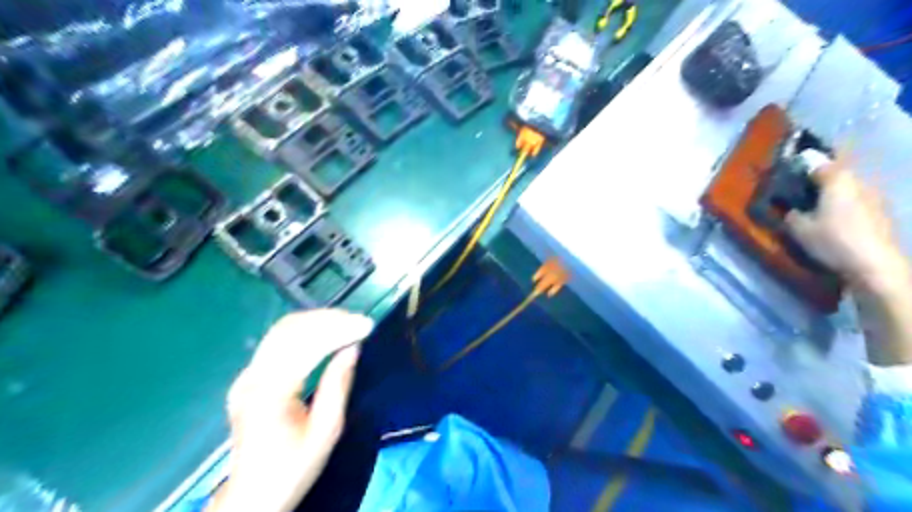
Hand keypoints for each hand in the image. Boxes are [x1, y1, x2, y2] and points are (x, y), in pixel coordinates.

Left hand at [211, 307, 373, 511]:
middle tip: (360, 321)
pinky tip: (324, 331)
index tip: (366, 325)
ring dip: (317, 320)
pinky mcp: (248, 377)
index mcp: (270, 393)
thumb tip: (352, 349)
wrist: (252, 495)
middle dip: (329, 319)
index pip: (306, 344)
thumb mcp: (326, 432)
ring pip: (282, 330)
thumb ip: (338, 386)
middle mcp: (252, 377)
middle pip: (290, 329)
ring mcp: (246, 375)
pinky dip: (304, 330)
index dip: (338, 329)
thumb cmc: (293, 467)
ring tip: (347, 322)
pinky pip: (276, 341)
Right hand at [789, 163, 907, 294]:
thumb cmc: (832, 240)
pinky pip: (859, 203)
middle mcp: (860, 183)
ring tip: (818, 210)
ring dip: (835, 196)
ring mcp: (875, 198)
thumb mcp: (799, 229)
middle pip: (838, 175)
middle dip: (821, 182)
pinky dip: (846, 208)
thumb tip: (792, 210)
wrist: (874, 264)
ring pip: (849, 190)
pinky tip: (836, 222)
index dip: (802, 168)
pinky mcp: (883, 214)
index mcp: (837, 180)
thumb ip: (792, 214)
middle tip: (802, 194)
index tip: (789, 177)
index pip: (818, 164)